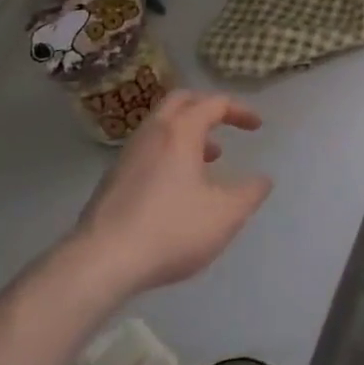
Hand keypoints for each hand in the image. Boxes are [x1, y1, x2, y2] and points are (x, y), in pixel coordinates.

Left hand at [60, 91, 272, 303]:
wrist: (100, 263)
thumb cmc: (171, 230)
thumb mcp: (226, 215)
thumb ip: (251, 193)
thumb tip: (263, 180)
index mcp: (181, 131)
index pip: (214, 103)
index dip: (240, 110)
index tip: (257, 127)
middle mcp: (152, 133)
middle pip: (181, 101)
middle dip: (207, 108)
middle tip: (226, 125)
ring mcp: (127, 156)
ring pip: (161, 126)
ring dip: (187, 132)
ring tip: (208, 159)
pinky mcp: (112, 180)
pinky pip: (147, 149)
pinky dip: (169, 152)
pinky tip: (177, 186)